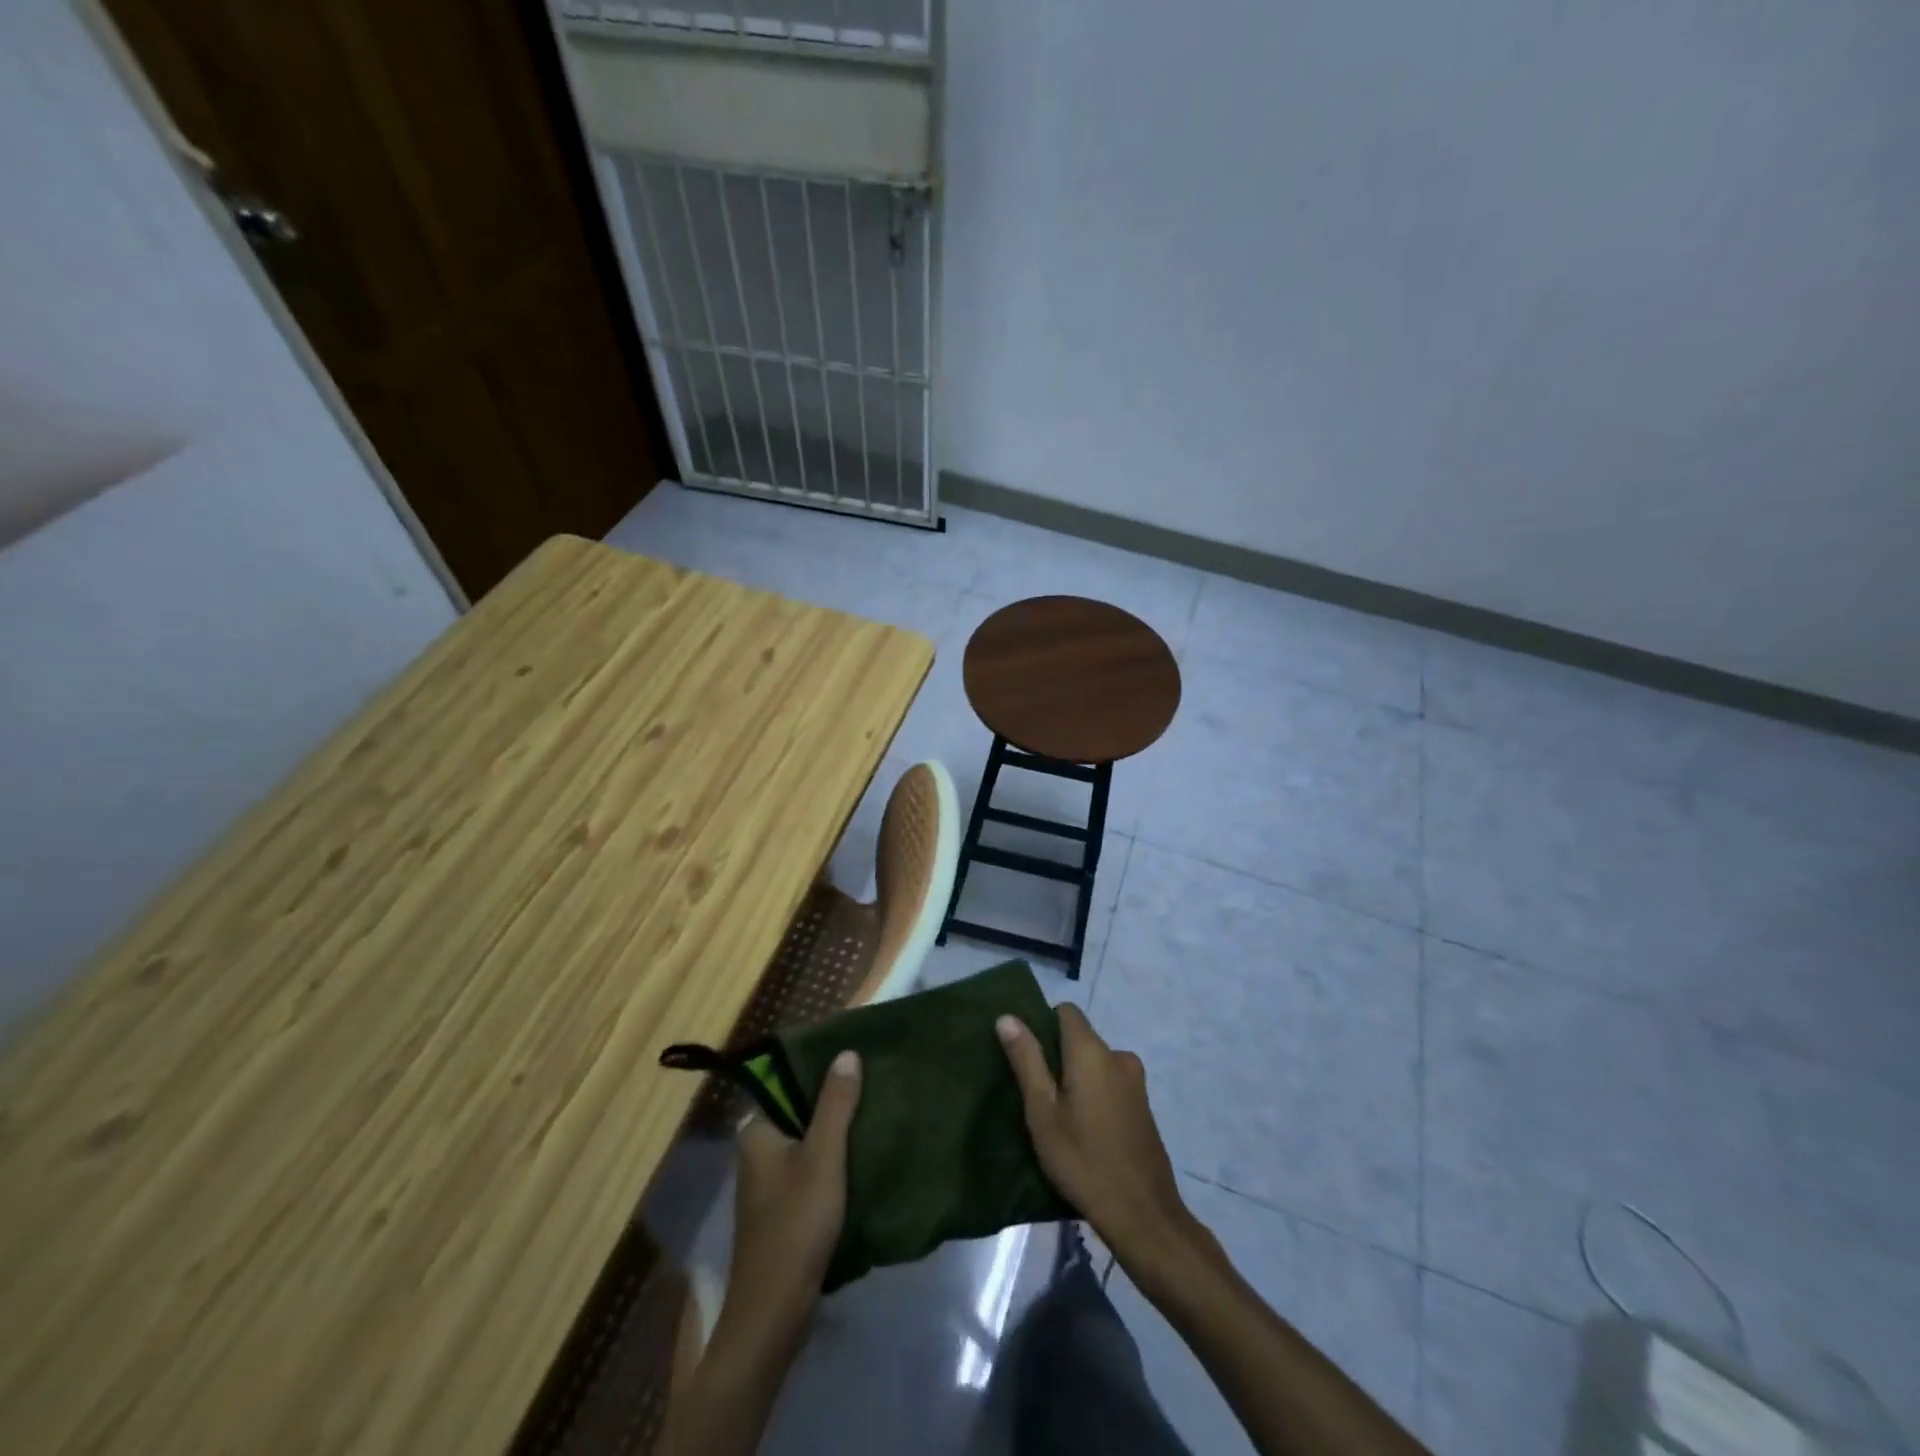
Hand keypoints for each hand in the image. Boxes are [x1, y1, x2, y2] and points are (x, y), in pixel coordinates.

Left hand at [717, 1049, 862, 1352]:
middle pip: (800, 1110)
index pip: (788, 1081)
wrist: (773, 1315)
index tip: (856, 1054)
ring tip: (877, 1109)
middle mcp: (758, 1150)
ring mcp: (769, 1181)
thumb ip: (835, 1104)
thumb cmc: (795, 1225)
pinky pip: (812, 1167)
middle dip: (835, 1099)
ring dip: (838, 1130)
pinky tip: (865, 1153)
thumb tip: (846, 1052)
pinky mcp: (784, 1207)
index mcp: (757, 1131)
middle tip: (875, 1079)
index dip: (821, 1067)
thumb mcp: (822, 1158)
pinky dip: (835, 1159)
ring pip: (808, 1140)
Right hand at [997, 1006, 1198, 1270]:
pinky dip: (1094, 1095)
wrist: (1143, 1215)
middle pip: (1080, 1038)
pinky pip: (1110, 1084)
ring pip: (1095, 1064)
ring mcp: (1135, 1082)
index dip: (1043, 1025)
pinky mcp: (1143, 1106)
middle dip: (1057, 1057)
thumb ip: (1026, 1060)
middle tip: (1036, 1095)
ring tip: (1058, 1117)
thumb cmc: (1083, 1160)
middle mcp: (1118, 1056)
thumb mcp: (1042, 1112)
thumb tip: (1008, 1017)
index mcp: (1092, 1051)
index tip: (1027, 1057)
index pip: (1066, 1011)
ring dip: (1076, 1079)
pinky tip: (1084, 1131)